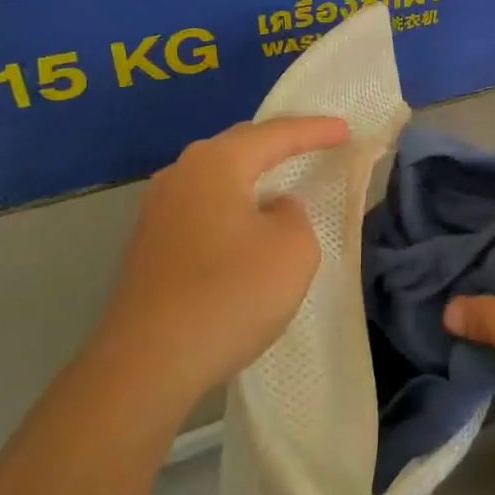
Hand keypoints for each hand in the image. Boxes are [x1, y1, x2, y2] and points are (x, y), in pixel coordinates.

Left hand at [100, 116, 349, 406]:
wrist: (148, 364)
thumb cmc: (230, 295)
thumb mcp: (293, 250)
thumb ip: (294, 215)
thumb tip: (273, 209)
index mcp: (215, 164)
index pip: (275, 134)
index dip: (315, 131)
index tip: (346, 130)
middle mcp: (179, 175)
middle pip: (239, 147)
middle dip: (279, 144)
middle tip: (315, 143)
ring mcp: (156, 210)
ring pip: (217, 178)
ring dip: (252, 176)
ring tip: (282, 179)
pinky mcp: (149, 245)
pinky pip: (202, 207)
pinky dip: (232, 205)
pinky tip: (245, 224)